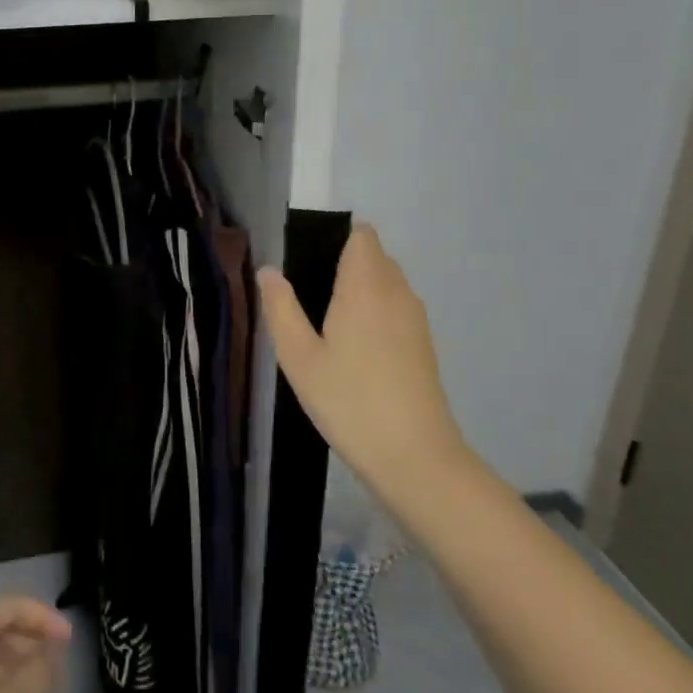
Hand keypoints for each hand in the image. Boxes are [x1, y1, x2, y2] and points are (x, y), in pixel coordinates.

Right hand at [258, 224, 472, 514]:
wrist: (415, 457)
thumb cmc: (349, 400)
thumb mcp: (299, 357)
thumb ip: (281, 308)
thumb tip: (268, 270)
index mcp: (365, 286)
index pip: (361, 236)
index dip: (336, 238)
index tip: (308, 262)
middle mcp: (396, 292)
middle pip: (374, 256)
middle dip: (344, 264)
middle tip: (308, 297)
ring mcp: (415, 319)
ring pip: (387, 283)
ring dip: (361, 290)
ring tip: (327, 324)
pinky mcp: (424, 344)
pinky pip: (397, 308)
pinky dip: (377, 313)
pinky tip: (355, 349)